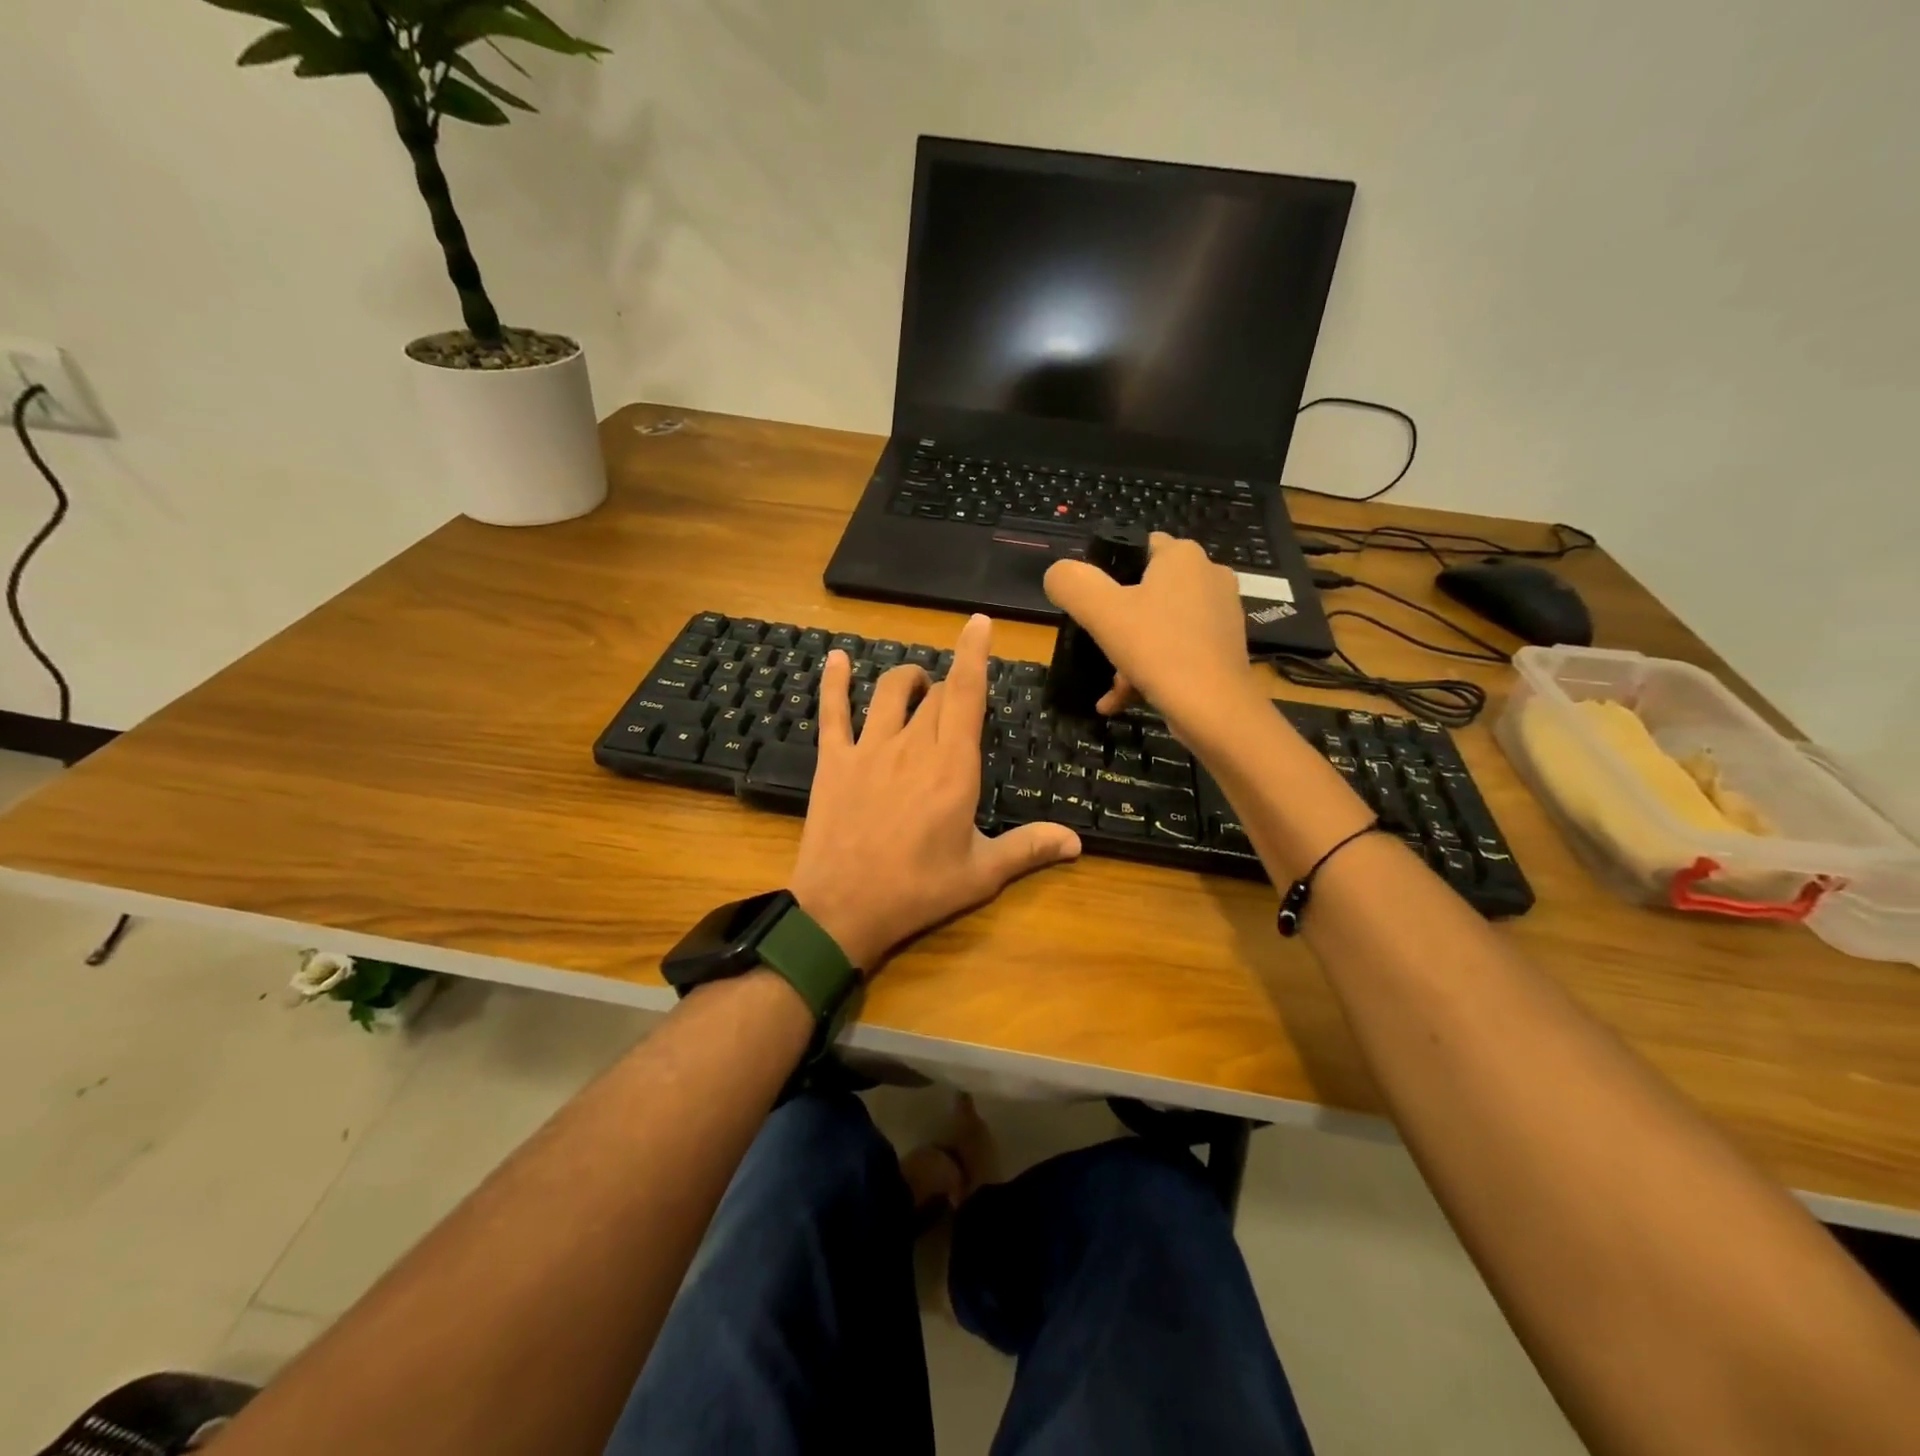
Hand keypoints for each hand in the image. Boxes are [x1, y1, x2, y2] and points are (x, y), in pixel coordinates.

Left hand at [787, 614, 1081, 971]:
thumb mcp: (981, 874)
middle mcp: (913, 746)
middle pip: (935, 694)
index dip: (974, 654)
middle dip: (949, 687)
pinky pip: (834, 712)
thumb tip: (1077, 842)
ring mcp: (869, 750)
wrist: (843, 910)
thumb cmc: (918, 891)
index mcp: (953, 767)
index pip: (967, 694)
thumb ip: (1029, 849)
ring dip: (907, 678)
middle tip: (955, 702)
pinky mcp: (834, 761)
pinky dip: (835, 682)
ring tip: (917, 682)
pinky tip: (836, 659)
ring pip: (889, 692)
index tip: (979, 623)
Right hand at [1043, 532, 1261, 741]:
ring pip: (1158, 627)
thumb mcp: (1100, 611)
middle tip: (1101, 650)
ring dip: (1129, 654)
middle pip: (1145, 592)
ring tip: (1115, 687)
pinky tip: (1124, 700)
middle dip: (1117, 625)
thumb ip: (1071, 583)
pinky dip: (1149, 671)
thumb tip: (1058, 574)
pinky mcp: (1224, 649)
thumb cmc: (1158, 649)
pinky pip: (1176, 651)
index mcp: (1183, 556)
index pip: (1137, 548)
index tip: (1091, 606)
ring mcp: (1220, 615)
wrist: (1215, 710)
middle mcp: (1208, 576)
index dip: (1108, 573)